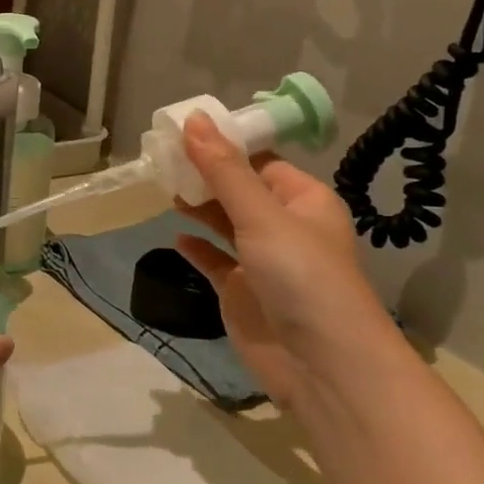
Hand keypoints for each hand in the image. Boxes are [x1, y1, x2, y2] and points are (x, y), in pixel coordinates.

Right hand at [172, 113, 403, 405]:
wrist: (323, 365)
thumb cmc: (300, 276)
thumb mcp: (260, 214)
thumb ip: (223, 169)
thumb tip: (194, 118)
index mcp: (302, 199)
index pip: (259, 160)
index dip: (223, 144)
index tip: (181, 130)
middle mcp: (284, 226)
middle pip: (238, 189)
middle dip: (204, 174)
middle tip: (161, 158)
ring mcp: (263, 261)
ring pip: (225, 223)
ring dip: (198, 207)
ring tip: (164, 188)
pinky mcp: (243, 291)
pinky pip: (215, 260)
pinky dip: (196, 247)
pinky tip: (175, 238)